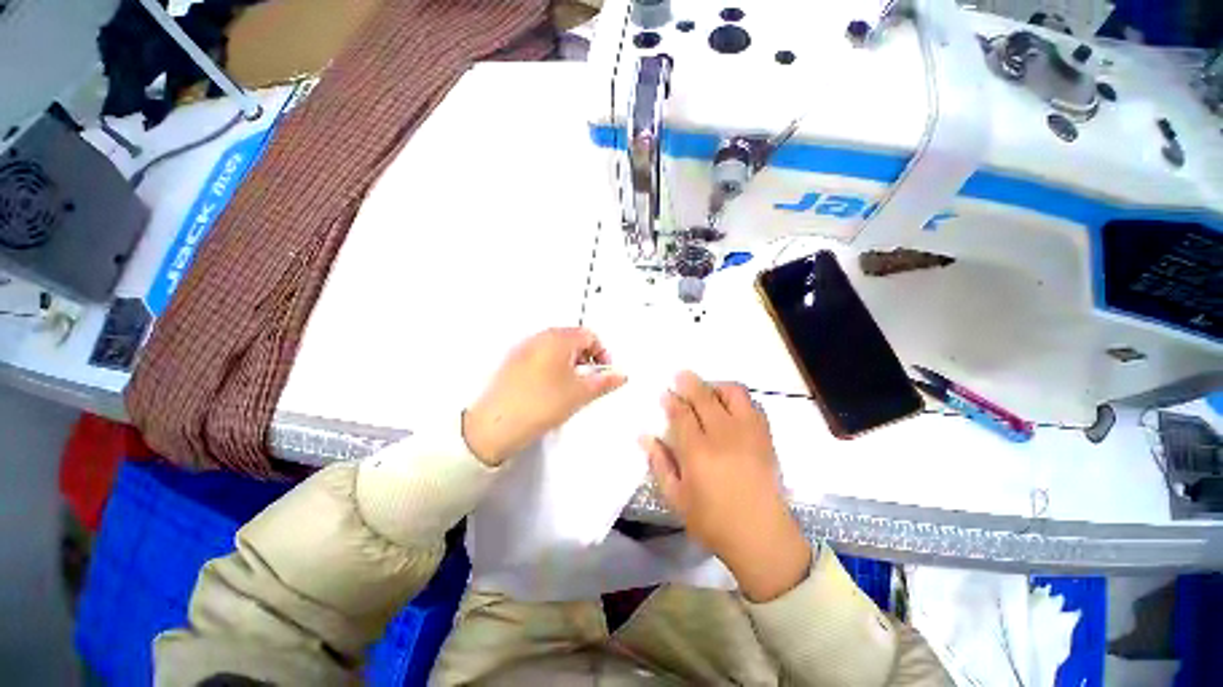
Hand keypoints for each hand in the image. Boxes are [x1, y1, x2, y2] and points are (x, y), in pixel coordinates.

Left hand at [463, 328, 626, 465]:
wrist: (494, 425)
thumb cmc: (540, 404)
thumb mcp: (580, 393)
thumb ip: (604, 381)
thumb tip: (621, 375)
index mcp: (557, 338)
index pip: (590, 335)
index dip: (603, 353)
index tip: (605, 372)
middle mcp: (539, 338)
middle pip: (572, 339)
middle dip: (587, 359)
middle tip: (591, 380)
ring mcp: (523, 349)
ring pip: (556, 349)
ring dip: (570, 364)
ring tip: (572, 387)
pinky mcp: (512, 363)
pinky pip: (541, 358)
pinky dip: (553, 368)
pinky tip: (551, 390)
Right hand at [640, 372, 810, 601]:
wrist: (762, 536)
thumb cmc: (713, 521)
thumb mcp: (676, 498)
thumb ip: (659, 464)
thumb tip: (645, 436)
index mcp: (698, 452)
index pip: (681, 413)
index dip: (671, 400)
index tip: (665, 393)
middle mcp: (723, 435)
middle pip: (704, 396)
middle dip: (689, 382)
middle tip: (680, 376)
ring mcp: (748, 433)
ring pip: (733, 393)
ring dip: (716, 386)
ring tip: (707, 390)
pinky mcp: (765, 437)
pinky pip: (753, 404)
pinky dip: (738, 398)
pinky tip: (730, 406)